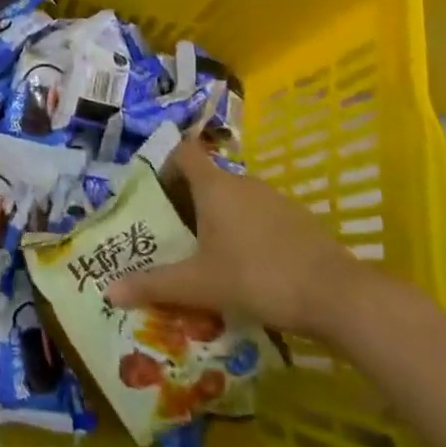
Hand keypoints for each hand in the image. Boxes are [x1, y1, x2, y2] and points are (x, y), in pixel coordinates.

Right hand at [104, 133, 372, 339]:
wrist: (336, 295)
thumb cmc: (257, 277)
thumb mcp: (200, 284)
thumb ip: (155, 285)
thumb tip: (109, 291)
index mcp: (214, 186)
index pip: (183, 152)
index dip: (166, 164)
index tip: (155, 193)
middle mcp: (242, 182)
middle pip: (207, 179)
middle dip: (189, 203)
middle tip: (174, 236)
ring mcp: (275, 199)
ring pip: (236, 200)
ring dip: (220, 220)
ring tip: (209, 257)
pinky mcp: (299, 220)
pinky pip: (261, 217)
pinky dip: (249, 234)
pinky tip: (250, 269)